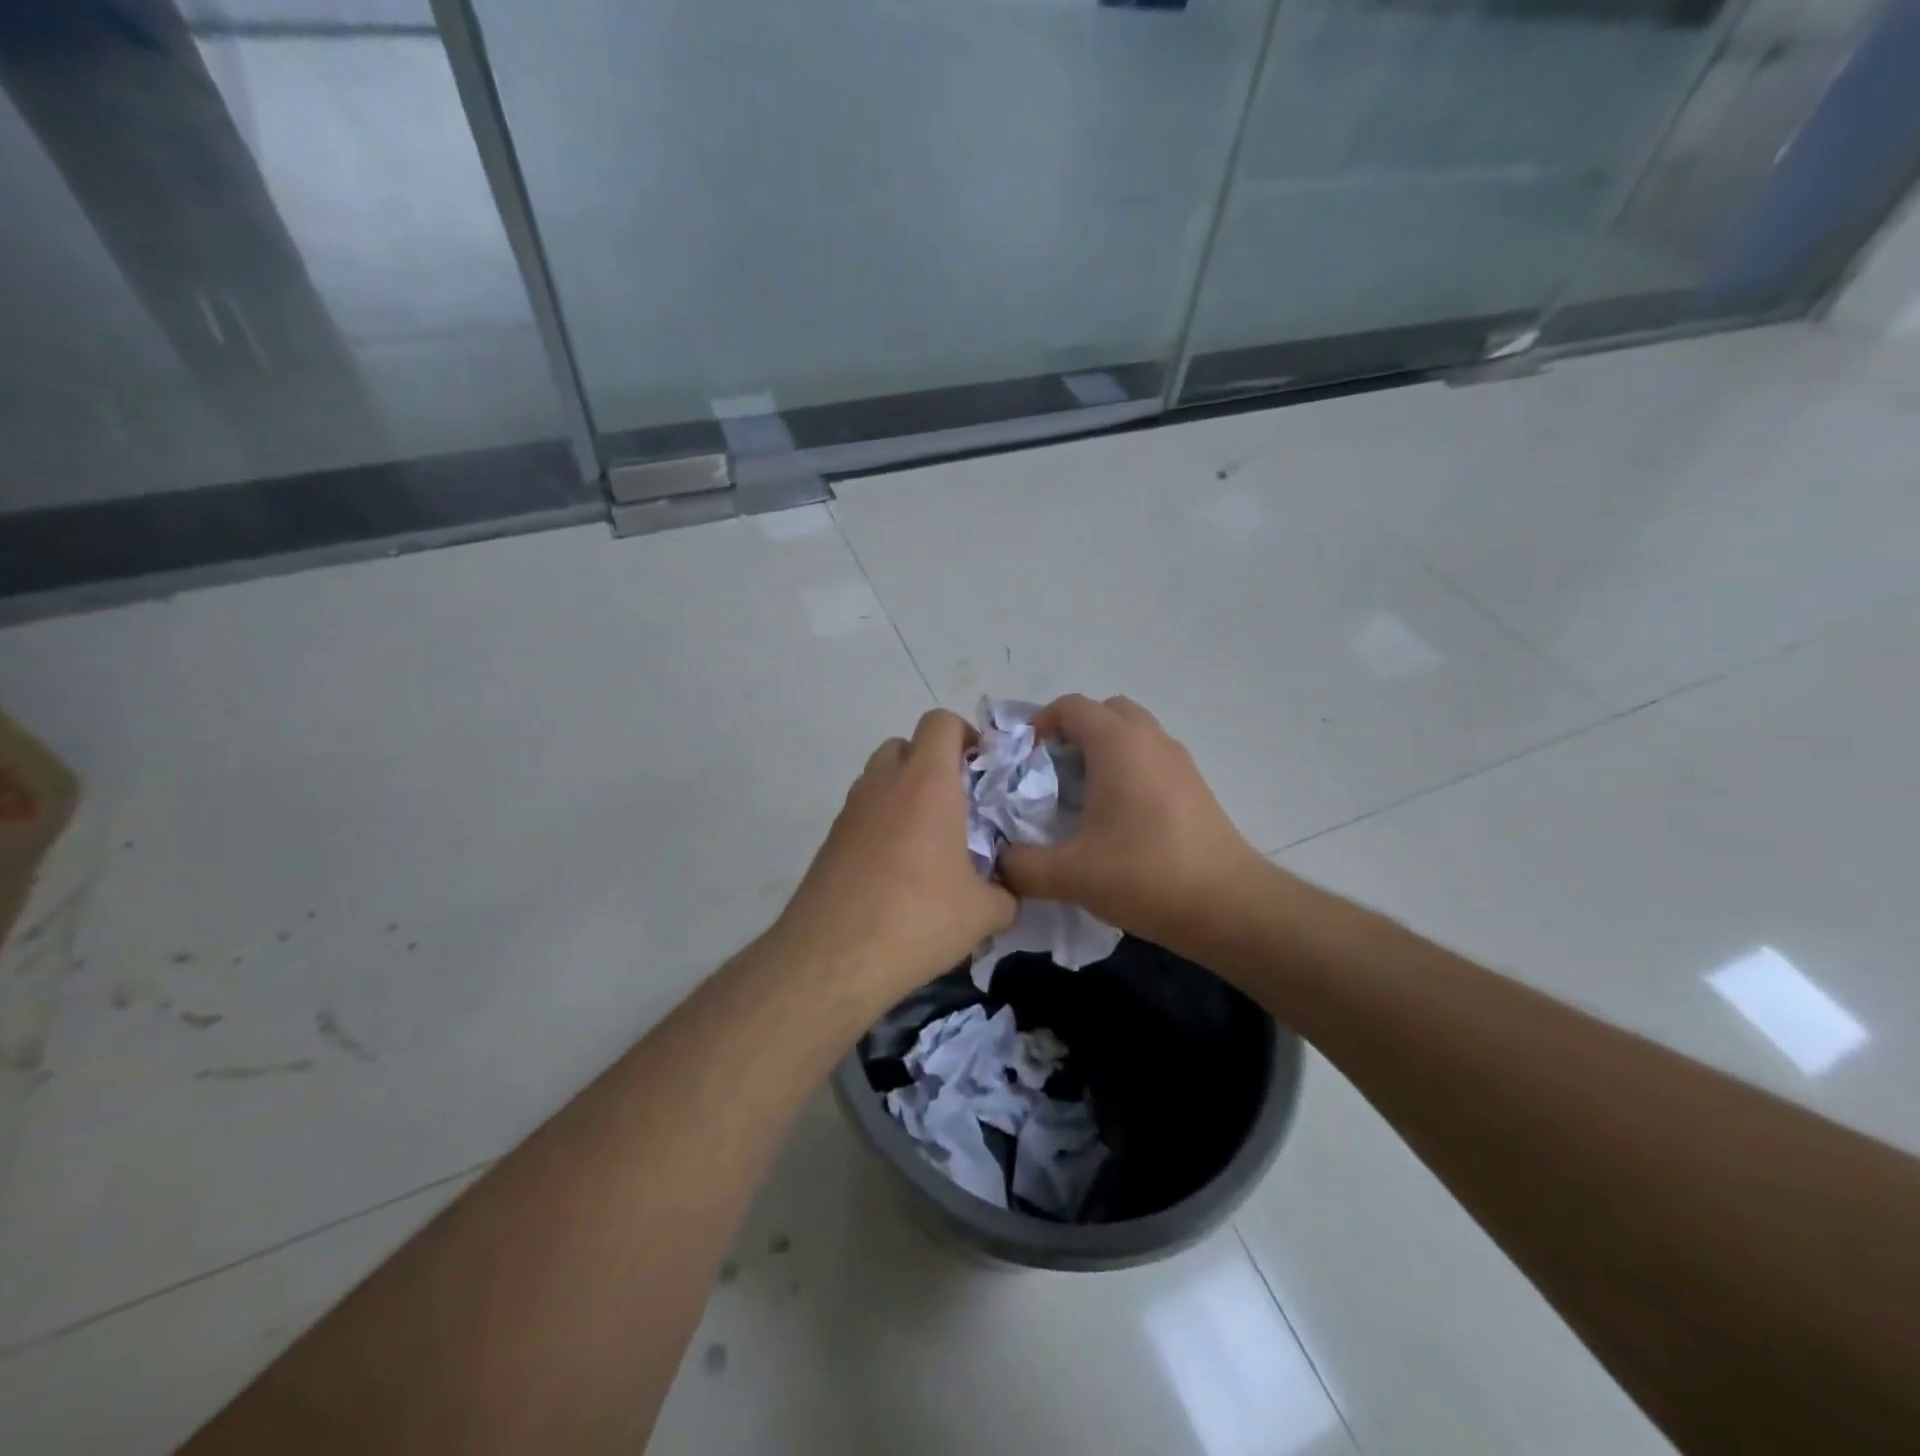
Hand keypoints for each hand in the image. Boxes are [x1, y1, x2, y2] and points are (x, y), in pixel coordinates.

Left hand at [776, 709, 1014, 992]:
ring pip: (879, 778)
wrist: (833, 957)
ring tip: (926, 842)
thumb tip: (1006, 893)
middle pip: (906, 745)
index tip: (980, 770)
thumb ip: (1006, 893)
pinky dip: (881, 825)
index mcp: (927, 782)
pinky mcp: (829, 840)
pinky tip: (896, 872)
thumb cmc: (918, 918)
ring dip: (904, 793)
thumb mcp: (984, 912)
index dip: (964, 735)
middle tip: (956, 806)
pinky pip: (862, 814)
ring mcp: (850, 810)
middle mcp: (884, 783)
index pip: (940, 722)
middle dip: (932, 764)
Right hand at [999, 695, 1265, 953]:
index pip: (1070, 706)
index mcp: (1117, 743)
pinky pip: (1151, 759)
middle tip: (1051, 774)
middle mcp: (1150, 739)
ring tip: (1081, 798)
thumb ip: (1021, 865)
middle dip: (1073, 733)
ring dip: (1103, 752)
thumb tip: (999, 862)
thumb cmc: (1145, 874)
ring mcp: (1179, 761)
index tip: (1021, 761)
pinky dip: (1128, 771)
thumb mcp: (1069, 874)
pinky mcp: (1195, 787)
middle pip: (1105, 713)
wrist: (1229, 905)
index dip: (1039, 724)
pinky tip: (1117, 819)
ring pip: (1132, 735)